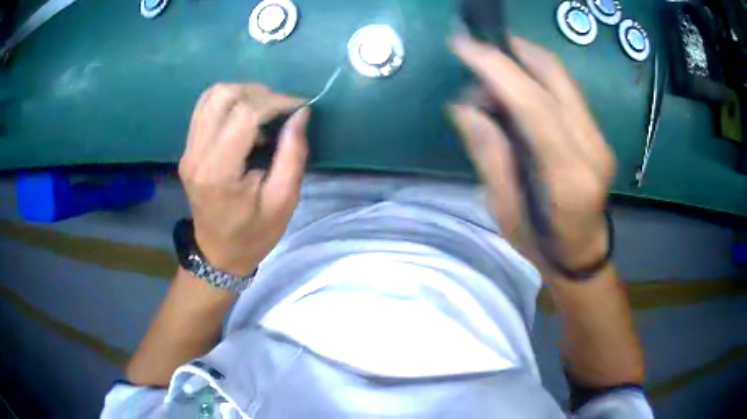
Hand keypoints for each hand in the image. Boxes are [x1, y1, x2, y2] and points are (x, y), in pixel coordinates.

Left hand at [178, 83, 308, 275]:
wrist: (218, 253)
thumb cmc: (253, 233)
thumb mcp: (283, 200)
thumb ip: (293, 153)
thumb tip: (301, 113)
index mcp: (219, 172)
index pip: (244, 114)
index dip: (276, 102)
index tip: (299, 107)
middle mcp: (196, 154)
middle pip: (223, 95)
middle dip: (259, 93)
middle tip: (281, 109)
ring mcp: (188, 150)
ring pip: (211, 95)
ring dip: (243, 93)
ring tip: (265, 110)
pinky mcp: (188, 148)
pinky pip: (205, 107)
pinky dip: (228, 102)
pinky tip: (245, 117)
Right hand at [449, 35, 614, 275]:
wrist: (582, 254)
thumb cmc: (541, 244)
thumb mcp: (504, 210)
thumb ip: (489, 156)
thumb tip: (466, 108)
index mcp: (569, 178)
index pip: (535, 106)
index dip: (498, 69)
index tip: (464, 46)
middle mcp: (592, 149)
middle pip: (555, 77)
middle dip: (512, 51)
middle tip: (476, 50)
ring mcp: (599, 138)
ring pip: (561, 77)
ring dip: (522, 62)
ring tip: (490, 78)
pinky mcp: (597, 133)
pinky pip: (565, 89)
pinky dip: (536, 76)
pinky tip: (514, 86)